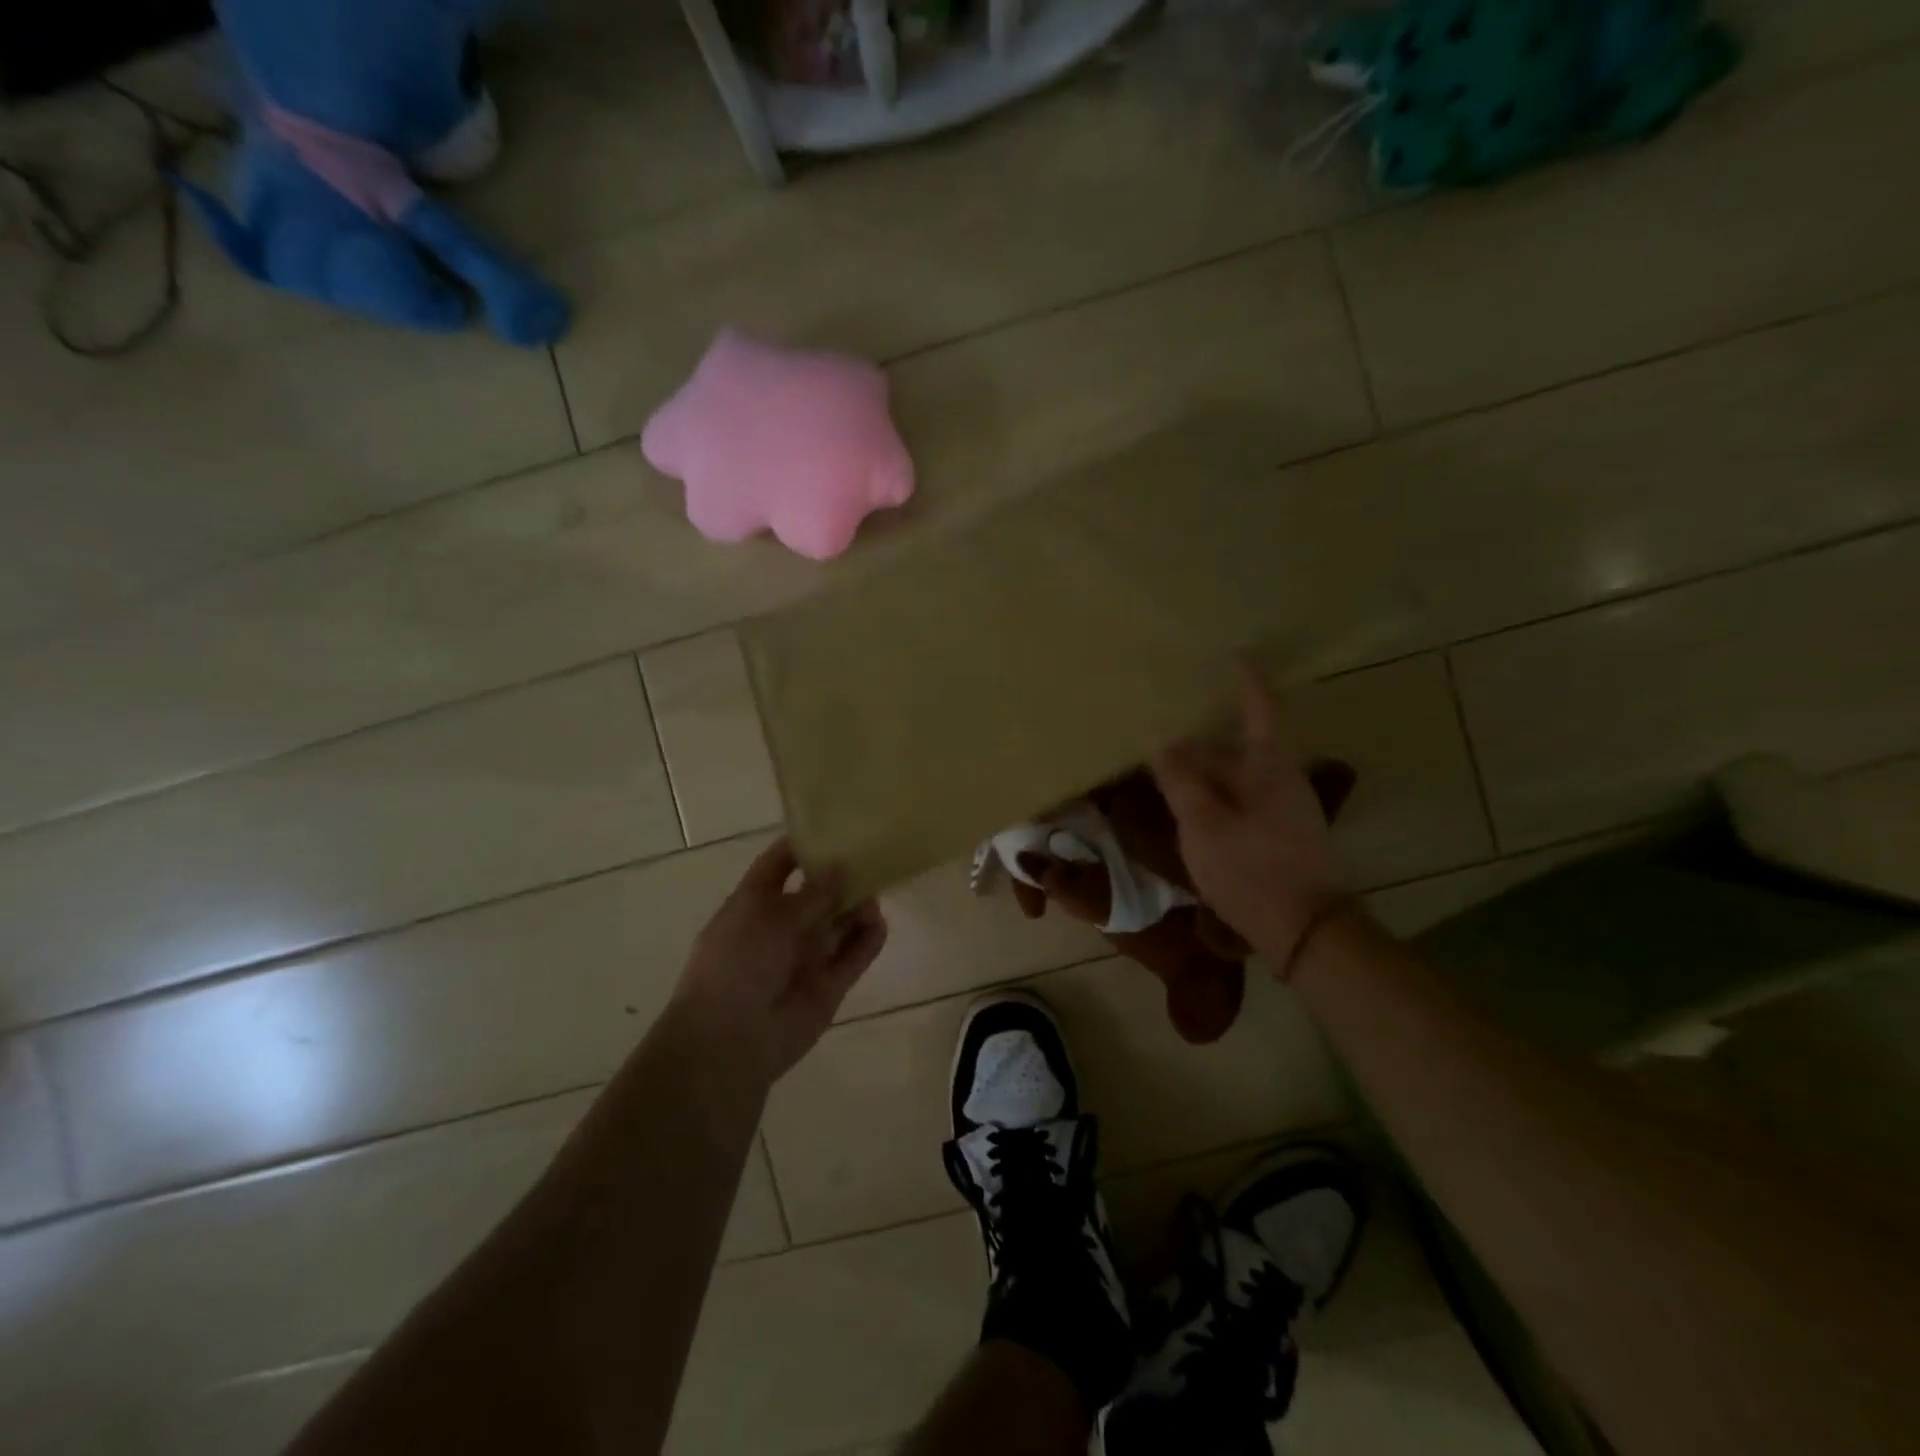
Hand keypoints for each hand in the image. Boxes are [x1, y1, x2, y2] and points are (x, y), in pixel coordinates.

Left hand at [671, 838, 887, 1080]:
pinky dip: (868, 940)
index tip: (835, 826)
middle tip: (872, 855)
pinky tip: (878, 923)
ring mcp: (806, 956)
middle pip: (817, 893)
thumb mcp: (771, 916)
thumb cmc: (738, 964)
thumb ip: (813, 893)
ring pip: (839, 923)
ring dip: (857, 907)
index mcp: (754, 904)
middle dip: (841, 876)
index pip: (779, 865)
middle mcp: (781, 926)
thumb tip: (841, 866)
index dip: (803, 846)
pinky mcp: (828, 984)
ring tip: (875, 892)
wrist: (731, 1039)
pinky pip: (854, 955)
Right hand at [1150, 665, 1354, 978]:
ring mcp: (1284, 807)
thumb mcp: (1203, 823)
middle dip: (1209, 731)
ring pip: (1240, 773)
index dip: (1246, 680)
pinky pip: (1241, 796)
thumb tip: (1161, 740)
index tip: (1234, 655)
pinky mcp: (1280, 833)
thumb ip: (1181, 780)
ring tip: (1172, 761)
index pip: (1259, 708)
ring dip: (1209, 764)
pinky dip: (1215, 790)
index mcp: (1268, 766)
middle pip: (1244, 742)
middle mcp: (1282, 778)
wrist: (1304, 929)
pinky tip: (1191, 803)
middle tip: (1172, 719)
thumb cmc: (1251, 868)